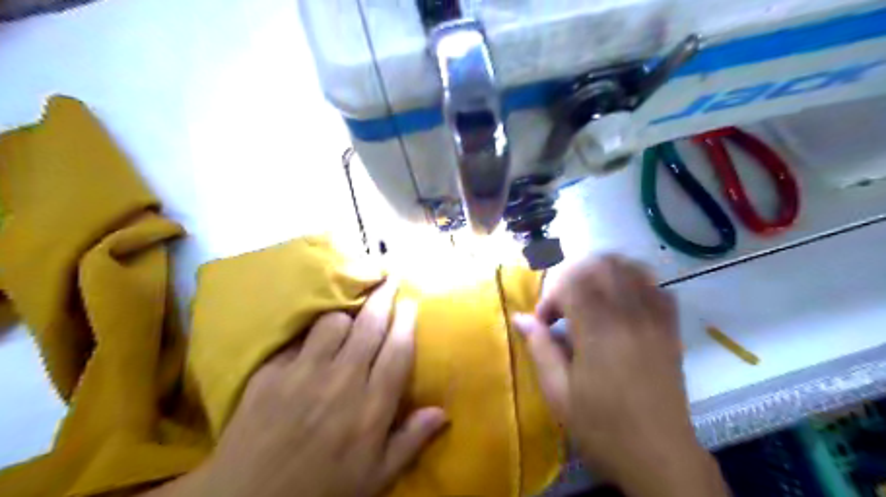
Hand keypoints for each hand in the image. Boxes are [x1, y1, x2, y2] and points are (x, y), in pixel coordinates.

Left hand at [168, 282, 445, 496]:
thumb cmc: (322, 489)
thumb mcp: (375, 477)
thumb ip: (410, 441)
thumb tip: (443, 412)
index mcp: (371, 406)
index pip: (397, 351)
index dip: (406, 321)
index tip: (410, 301)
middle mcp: (342, 380)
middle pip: (369, 326)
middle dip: (383, 297)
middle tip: (389, 279)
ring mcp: (304, 373)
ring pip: (333, 322)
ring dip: (347, 313)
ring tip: (351, 311)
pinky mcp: (271, 373)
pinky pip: (297, 338)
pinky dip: (310, 332)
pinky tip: (313, 333)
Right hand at [513, 257, 726, 496]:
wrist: (660, 456)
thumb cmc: (602, 427)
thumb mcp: (558, 392)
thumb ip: (539, 347)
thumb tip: (519, 317)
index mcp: (598, 330)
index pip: (571, 284)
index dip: (551, 297)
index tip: (545, 323)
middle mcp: (629, 315)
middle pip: (601, 265)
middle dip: (574, 277)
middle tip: (564, 305)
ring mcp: (655, 319)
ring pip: (630, 268)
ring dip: (603, 273)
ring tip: (589, 296)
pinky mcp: (671, 329)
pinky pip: (656, 287)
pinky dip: (634, 283)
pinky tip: (622, 302)